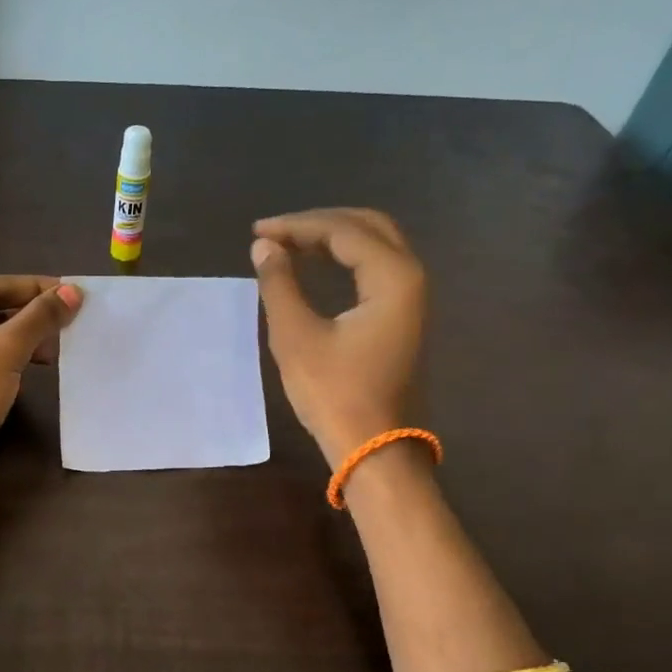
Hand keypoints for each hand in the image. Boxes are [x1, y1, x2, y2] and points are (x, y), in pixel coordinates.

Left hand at [0, 275, 82, 463]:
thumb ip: (38, 319)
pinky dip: (14, 360)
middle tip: (69, 320)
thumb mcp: (3, 352)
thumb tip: (73, 292)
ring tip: (59, 347)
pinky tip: (38, 367)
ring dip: (26, 339)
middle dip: (31, 315)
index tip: (71, 292)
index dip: (33, 287)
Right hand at [251, 208, 427, 465]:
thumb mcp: (296, 337)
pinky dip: (347, 260)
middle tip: (276, 232)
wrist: (374, 448)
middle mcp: (412, 278)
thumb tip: (264, 247)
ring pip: (376, 246)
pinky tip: (319, 267)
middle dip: (320, 223)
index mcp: (393, 277)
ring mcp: (413, 299)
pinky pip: (378, 269)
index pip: (342, 231)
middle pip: (368, 227)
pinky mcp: (405, 318)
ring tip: (291, 245)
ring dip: (334, 239)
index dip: (297, 226)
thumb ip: (279, 285)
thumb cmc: (335, 394)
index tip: (258, 232)